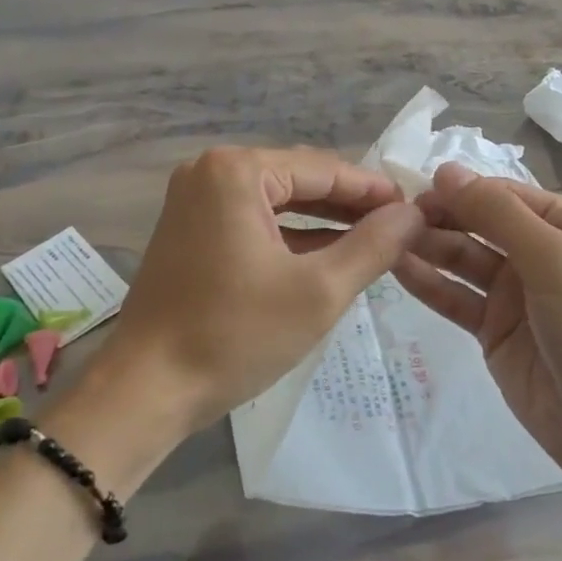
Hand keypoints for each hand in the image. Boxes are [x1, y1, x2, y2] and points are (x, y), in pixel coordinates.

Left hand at [100, 146, 423, 435]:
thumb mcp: (318, 292)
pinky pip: (254, 220)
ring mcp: (195, 200)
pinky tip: (329, 253)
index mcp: (236, 171)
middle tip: (400, 227)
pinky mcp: (190, 229)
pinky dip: (291, 236)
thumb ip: (373, 245)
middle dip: (349, 204)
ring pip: (277, 201)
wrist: (145, 391)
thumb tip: (413, 212)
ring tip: (374, 240)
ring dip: (323, 220)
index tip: (416, 209)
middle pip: (299, 179)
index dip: (373, 190)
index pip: (323, 169)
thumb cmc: (234, 335)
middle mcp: (210, 171)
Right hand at [393, 163, 561, 479]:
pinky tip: (396, 269)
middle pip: (481, 224)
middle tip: (396, 217)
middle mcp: (542, 252)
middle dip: (442, 217)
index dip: (463, 190)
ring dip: (430, 247)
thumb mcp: (553, 256)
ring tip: (386, 238)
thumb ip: (496, 213)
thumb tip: (446, 170)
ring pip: (464, 259)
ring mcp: (516, 293)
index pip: (506, 194)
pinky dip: (429, 283)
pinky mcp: (494, 329)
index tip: (416, 189)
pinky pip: (456, 298)